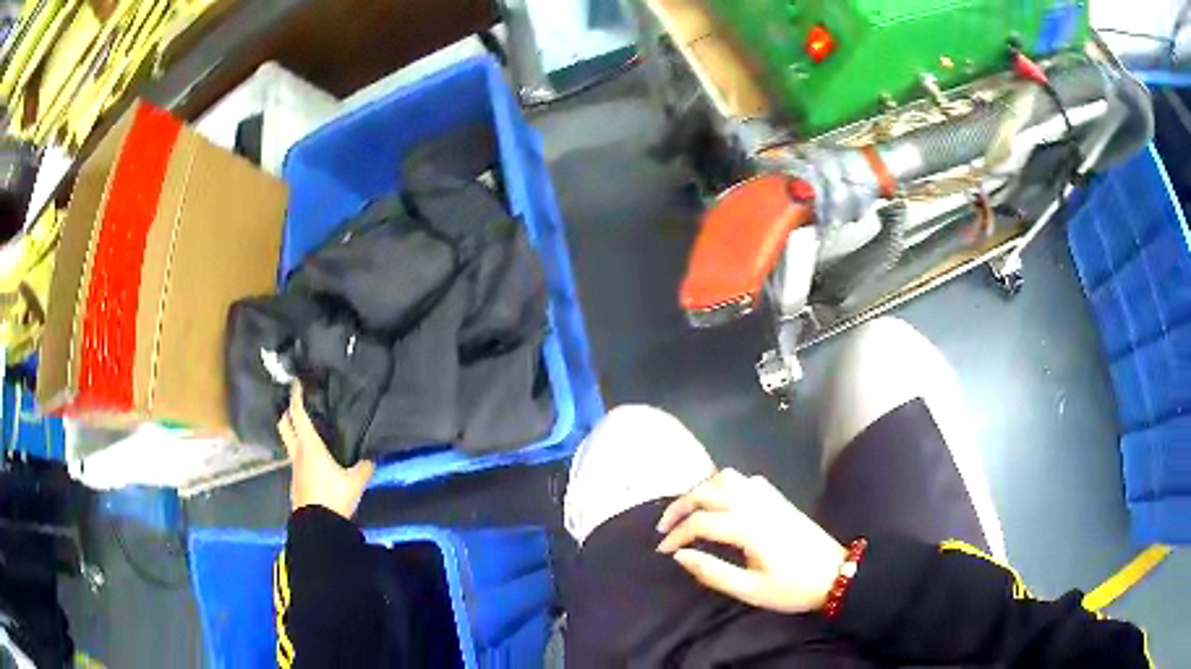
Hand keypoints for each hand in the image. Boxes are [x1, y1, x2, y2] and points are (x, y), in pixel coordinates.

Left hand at [278, 383, 374, 517]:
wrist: (317, 526)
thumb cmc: (333, 497)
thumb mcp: (356, 482)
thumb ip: (364, 467)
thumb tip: (372, 457)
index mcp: (309, 446)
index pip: (298, 414)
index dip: (297, 396)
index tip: (297, 382)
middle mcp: (298, 452)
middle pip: (284, 425)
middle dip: (287, 412)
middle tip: (297, 405)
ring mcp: (294, 468)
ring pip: (289, 442)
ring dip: (294, 433)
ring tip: (309, 432)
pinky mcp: (296, 482)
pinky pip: (296, 459)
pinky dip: (301, 452)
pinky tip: (314, 458)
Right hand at [656, 469, 845, 613]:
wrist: (836, 574)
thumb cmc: (792, 587)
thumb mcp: (750, 590)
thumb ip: (713, 572)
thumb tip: (680, 556)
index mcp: (747, 527)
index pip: (700, 522)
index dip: (676, 535)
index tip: (662, 551)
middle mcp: (755, 504)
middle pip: (707, 491)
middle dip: (680, 505)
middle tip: (665, 527)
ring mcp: (768, 497)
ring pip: (726, 477)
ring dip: (703, 489)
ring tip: (690, 511)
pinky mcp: (778, 498)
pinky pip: (746, 479)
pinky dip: (726, 485)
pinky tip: (723, 503)